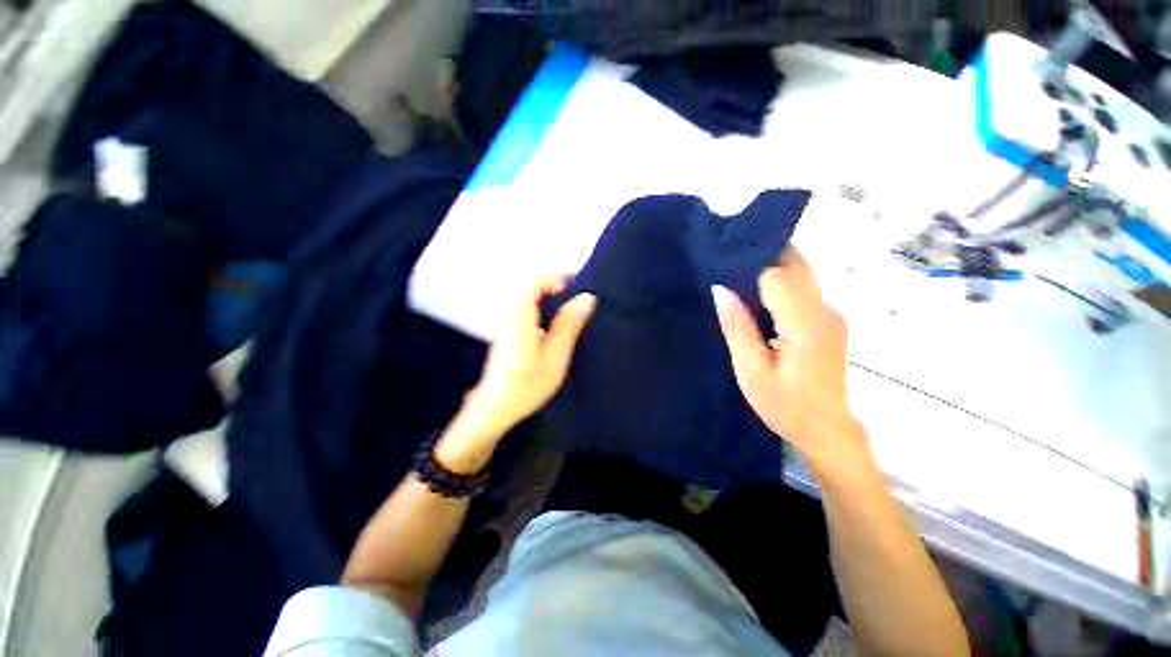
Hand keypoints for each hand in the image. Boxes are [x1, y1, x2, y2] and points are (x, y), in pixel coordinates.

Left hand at [461, 275, 595, 438]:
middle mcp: (509, 311)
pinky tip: (555, 325)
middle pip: (532, 284)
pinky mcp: (507, 329)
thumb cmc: (528, 383)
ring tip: (572, 312)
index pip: (536, 278)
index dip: (558, 277)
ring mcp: (505, 320)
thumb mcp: (556, 355)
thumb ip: (569, 324)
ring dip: (550, 297)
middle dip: (557, 286)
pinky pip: (526, 306)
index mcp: (520, 313)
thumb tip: (587, 297)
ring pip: (529, 295)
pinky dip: (543, 307)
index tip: (579, 288)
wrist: (496, 406)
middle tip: (579, 301)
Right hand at [713, 247, 865, 473]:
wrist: (826, 431)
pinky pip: (803, 290)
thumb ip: (737, 327)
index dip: (749, 269)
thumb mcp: (751, 370)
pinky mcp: (829, 320)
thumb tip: (720, 289)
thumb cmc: (784, 405)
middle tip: (728, 266)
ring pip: (801, 274)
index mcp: (806, 324)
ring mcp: (831, 314)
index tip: (723, 267)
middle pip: (796, 266)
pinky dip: (780, 284)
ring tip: (738, 279)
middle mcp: (825, 311)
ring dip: (771, 269)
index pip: (777, 276)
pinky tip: (758, 297)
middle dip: (764, 258)